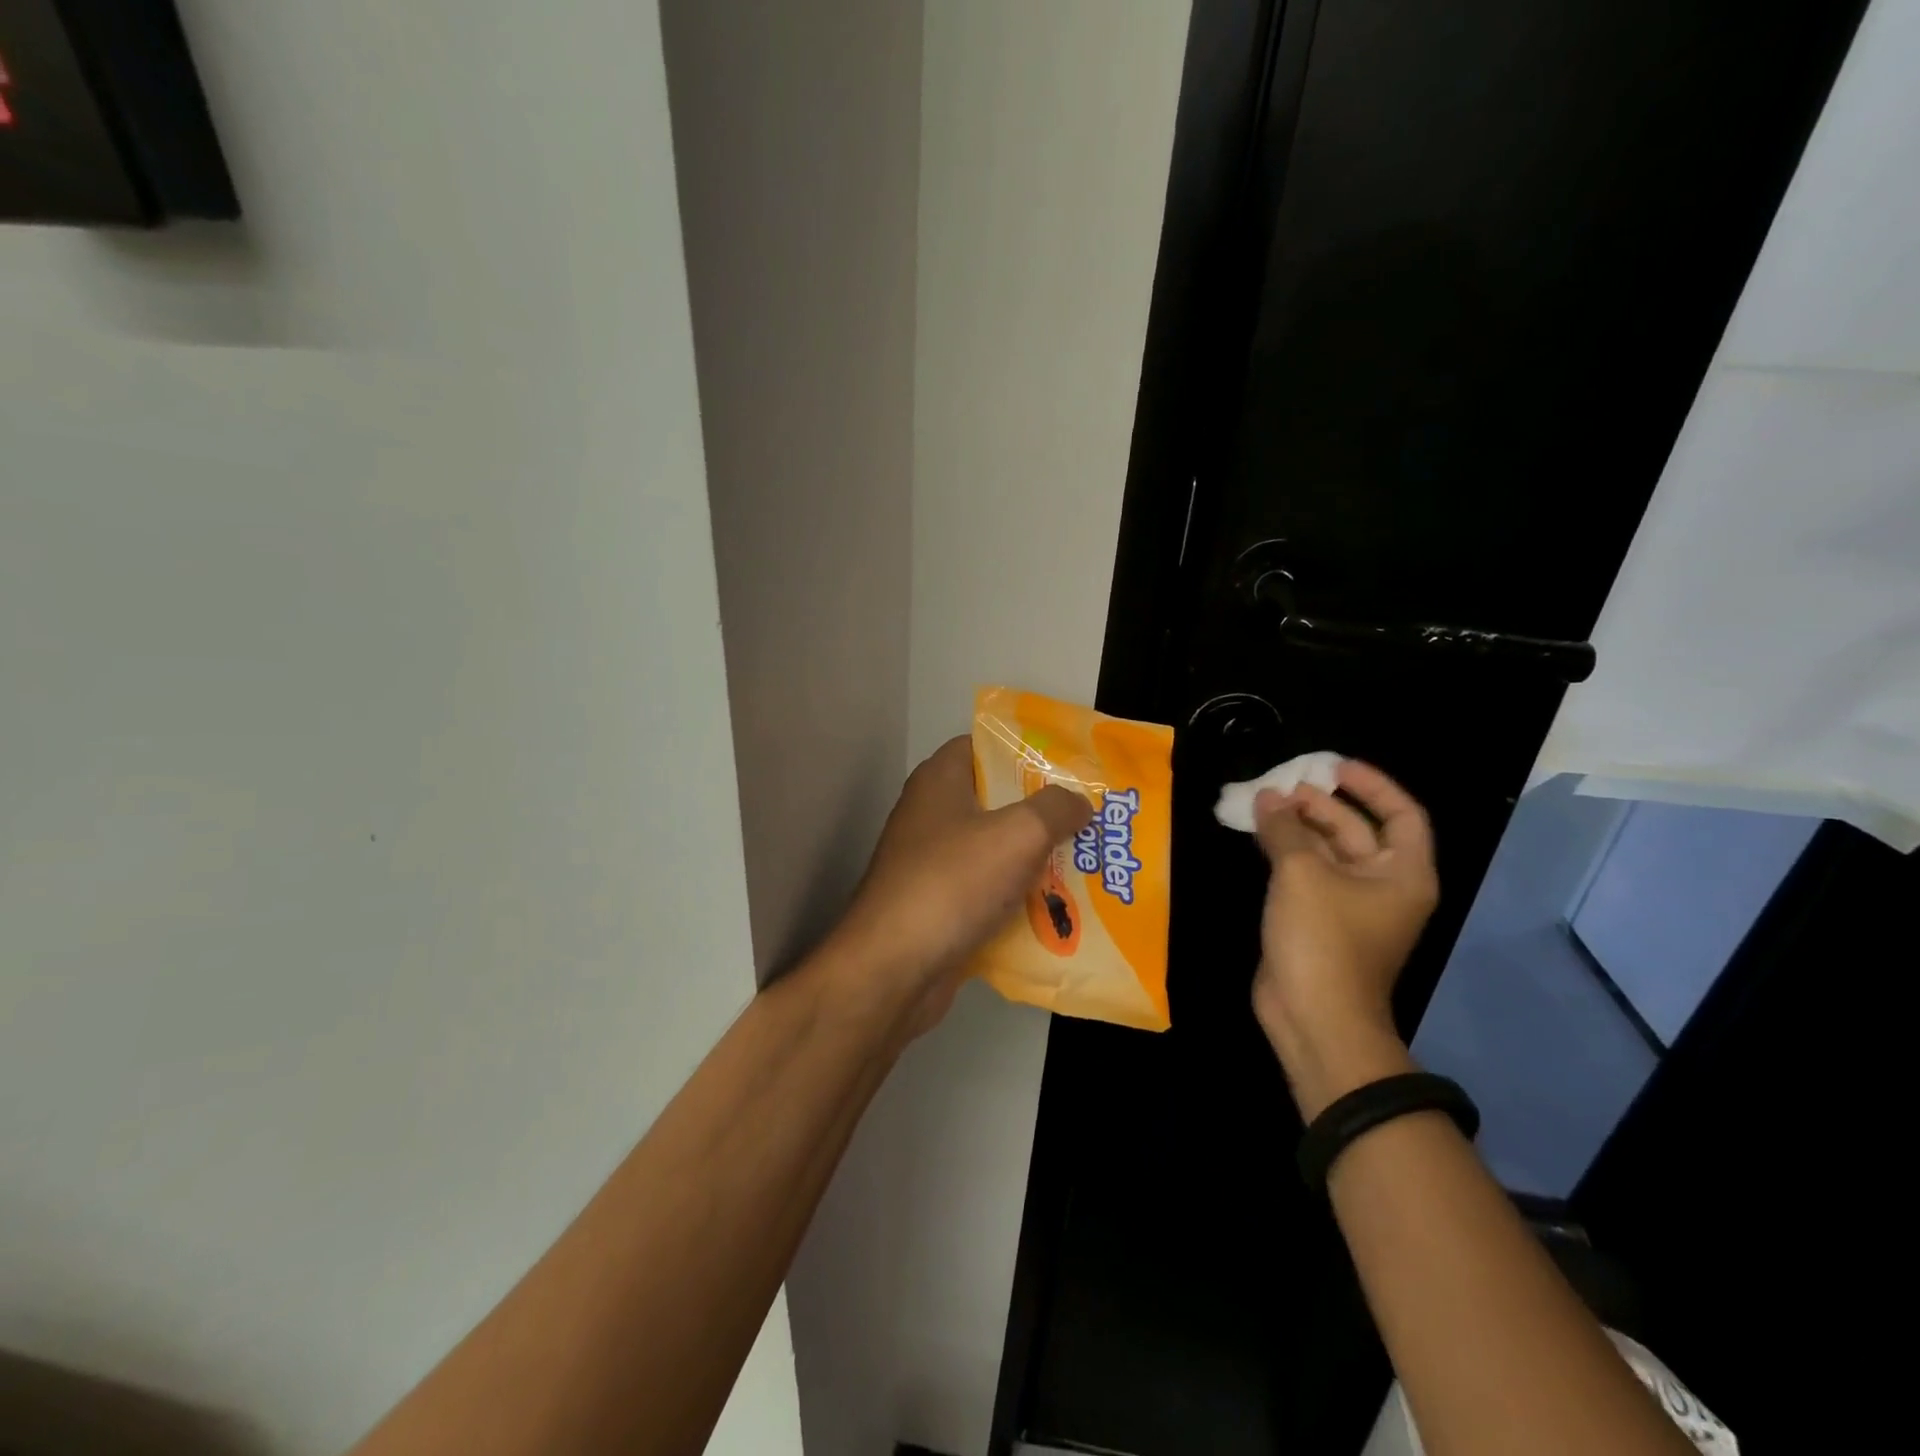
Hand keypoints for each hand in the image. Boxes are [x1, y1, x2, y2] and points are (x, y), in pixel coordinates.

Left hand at [828, 736, 1091, 1039]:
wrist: (893, 969)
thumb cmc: (953, 883)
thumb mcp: (1018, 834)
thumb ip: (1055, 808)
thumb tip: (1079, 801)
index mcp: (940, 780)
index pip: (984, 746)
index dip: (1026, 751)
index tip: (1070, 768)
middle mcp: (931, 814)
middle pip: (995, 800)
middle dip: (1043, 812)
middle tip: (1091, 820)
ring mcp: (931, 863)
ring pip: (994, 850)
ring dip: (1035, 860)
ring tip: (1087, 865)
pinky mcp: (936, 905)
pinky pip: (986, 892)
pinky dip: (1016, 900)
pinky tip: (1057, 912)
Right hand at [1251, 759, 1438, 1117]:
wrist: (1313, 1015)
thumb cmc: (1323, 939)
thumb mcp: (1301, 873)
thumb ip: (1284, 828)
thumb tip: (1267, 796)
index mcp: (1401, 872)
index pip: (1401, 813)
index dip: (1371, 784)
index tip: (1332, 765)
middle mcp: (1382, 884)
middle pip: (1357, 829)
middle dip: (1319, 804)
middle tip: (1279, 785)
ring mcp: (1349, 904)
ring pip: (1326, 851)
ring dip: (1297, 826)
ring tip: (1261, 803)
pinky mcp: (1318, 919)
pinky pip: (1306, 873)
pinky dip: (1284, 851)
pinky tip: (1257, 835)